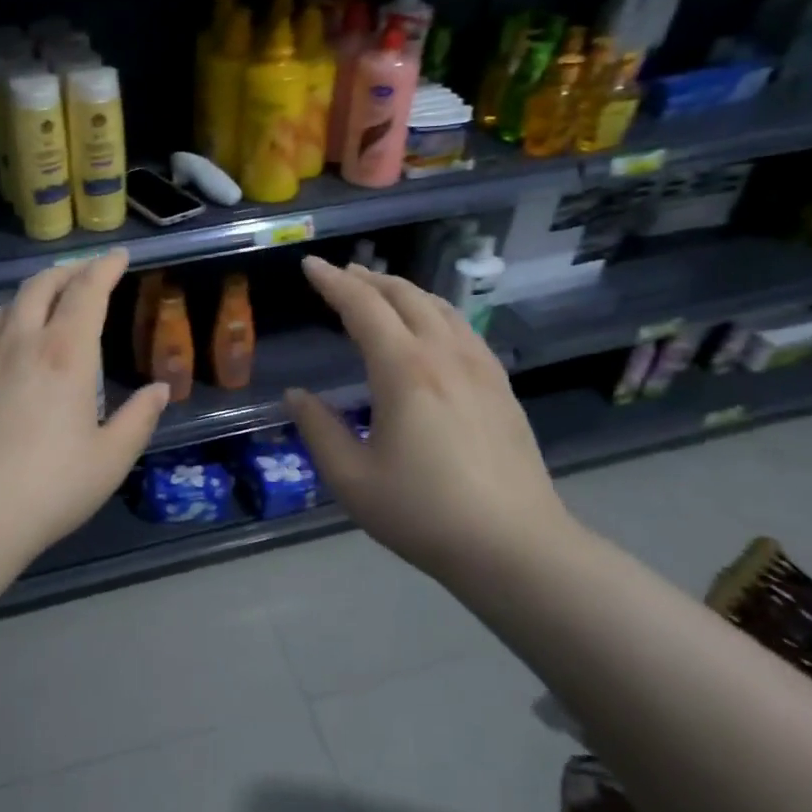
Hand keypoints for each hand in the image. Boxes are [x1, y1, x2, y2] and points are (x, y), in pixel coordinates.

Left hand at [0, 249, 168, 566]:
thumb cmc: (50, 488)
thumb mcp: (110, 459)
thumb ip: (140, 418)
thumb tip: (159, 390)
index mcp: (65, 355)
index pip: (86, 292)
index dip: (104, 268)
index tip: (119, 256)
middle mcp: (22, 342)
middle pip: (43, 285)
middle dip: (69, 270)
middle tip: (89, 271)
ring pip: (10, 301)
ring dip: (36, 289)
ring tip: (52, 297)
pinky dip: (6, 313)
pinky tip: (8, 329)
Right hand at [284, 258, 576, 583]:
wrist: (515, 546)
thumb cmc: (424, 513)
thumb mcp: (352, 479)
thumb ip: (319, 430)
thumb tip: (295, 395)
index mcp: (404, 371)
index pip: (363, 308)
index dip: (332, 283)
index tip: (310, 265)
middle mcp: (445, 356)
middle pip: (405, 297)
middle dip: (369, 279)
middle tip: (341, 275)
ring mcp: (480, 368)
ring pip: (440, 307)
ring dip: (404, 291)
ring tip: (380, 291)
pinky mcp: (501, 387)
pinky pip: (463, 328)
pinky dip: (435, 311)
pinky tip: (431, 328)